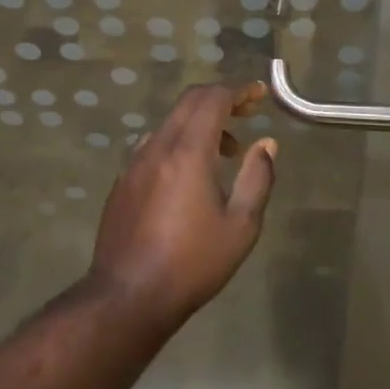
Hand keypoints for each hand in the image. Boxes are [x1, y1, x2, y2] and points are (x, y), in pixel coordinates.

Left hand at [88, 82, 275, 328]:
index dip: (239, 90)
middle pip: (190, 101)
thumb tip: (266, 144)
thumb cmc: (192, 263)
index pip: (213, 98)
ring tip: (226, 152)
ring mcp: (135, 162)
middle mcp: (158, 145)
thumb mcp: (240, 226)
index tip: (259, 94)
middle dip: (221, 99)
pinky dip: (180, 141)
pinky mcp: (123, 181)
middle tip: (247, 112)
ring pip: (171, 122)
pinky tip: (190, 175)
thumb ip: (257, 178)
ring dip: (201, 123)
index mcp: (188, 150)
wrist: (127, 297)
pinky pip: (155, 144)